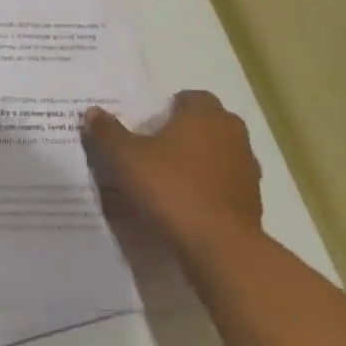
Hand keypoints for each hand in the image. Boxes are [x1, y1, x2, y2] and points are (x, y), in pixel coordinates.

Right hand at [84, 89, 262, 256]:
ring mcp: (247, 171)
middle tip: (152, 149)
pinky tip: (183, 206)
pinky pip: (223, 187)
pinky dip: (207, 191)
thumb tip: (93, 112)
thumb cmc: (171, 187)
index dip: (168, 108)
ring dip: (197, 163)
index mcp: (206, 115)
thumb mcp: (125, 157)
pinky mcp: (252, 204)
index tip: (147, 124)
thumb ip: (107, 132)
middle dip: (183, 134)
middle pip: (206, 125)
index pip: (190, 97)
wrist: (219, 248)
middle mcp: (232, 135)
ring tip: (166, 181)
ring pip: (217, 156)